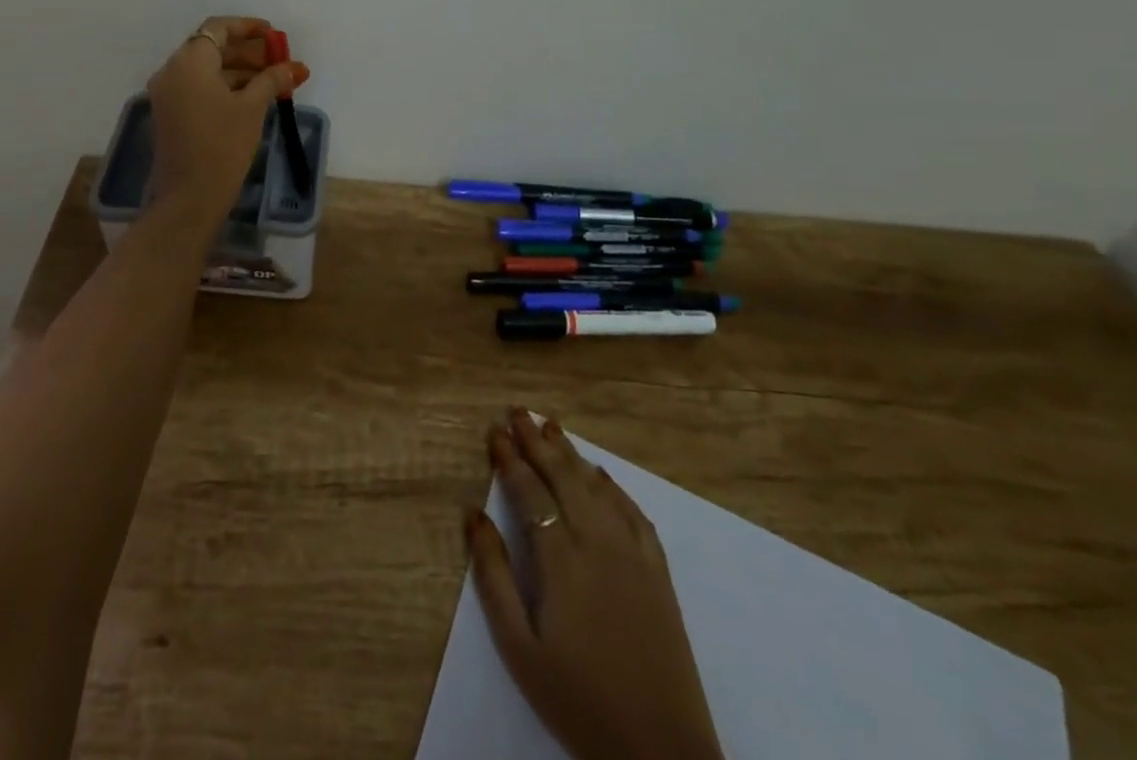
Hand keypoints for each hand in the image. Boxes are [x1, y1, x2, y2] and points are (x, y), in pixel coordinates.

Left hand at [145, 16, 308, 219]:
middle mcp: (172, 71)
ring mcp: (168, 94)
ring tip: (274, 82)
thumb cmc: (223, 145)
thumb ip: (272, 79)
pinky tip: (253, 97)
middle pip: (212, 48)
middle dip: (248, 52)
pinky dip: (224, 87)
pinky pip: (199, 88)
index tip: (274, 34)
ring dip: (239, 71)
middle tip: (279, 61)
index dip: (248, 27)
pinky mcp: (170, 114)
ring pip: (206, 70)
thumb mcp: (252, 108)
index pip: (218, 29)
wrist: (190, 197)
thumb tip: (293, 66)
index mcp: (189, 62)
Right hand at [467, 410, 724, 759]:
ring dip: (571, 453)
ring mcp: (633, 553)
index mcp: (561, 559)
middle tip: (517, 411)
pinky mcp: (658, 571)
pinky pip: (632, 512)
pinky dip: (612, 485)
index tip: (494, 432)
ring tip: (551, 426)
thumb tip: (473, 514)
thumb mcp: (519, 648)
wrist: (662, 752)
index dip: (510, 459)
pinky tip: (600, 473)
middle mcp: (598, 541)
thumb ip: (493, 576)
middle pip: (563, 476)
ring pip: (596, 486)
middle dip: (537, 441)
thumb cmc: (578, 700)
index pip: (530, 491)